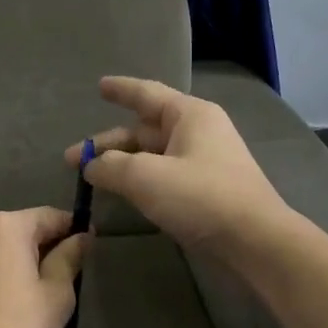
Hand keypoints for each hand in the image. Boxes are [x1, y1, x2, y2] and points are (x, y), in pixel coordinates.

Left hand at [0, 207, 89, 327]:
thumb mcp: (57, 293)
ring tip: (34, 297)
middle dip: (43, 248)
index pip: (48, 216)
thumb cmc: (20, 326)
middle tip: (65, 275)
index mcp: (5, 228)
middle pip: (19, 233)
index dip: (72, 228)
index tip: (88, 244)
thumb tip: (81, 237)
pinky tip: (5, 309)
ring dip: (17, 265)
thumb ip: (69, 258)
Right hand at [65, 76, 288, 250]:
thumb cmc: (200, 197)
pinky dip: (140, 180)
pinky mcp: (205, 190)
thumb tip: (91, 166)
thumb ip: (110, 166)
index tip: (99, 86)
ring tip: (92, 178)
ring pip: (153, 155)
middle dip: (108, 143)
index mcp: (189, 116)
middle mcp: (198, 132)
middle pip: (144, 130)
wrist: (255, 241)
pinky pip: (164, 176)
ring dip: (122, 164)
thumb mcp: (145, 177)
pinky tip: (123, 193)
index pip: (147, 94)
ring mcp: (204, 162)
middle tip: (73, 159)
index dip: (120, 90)